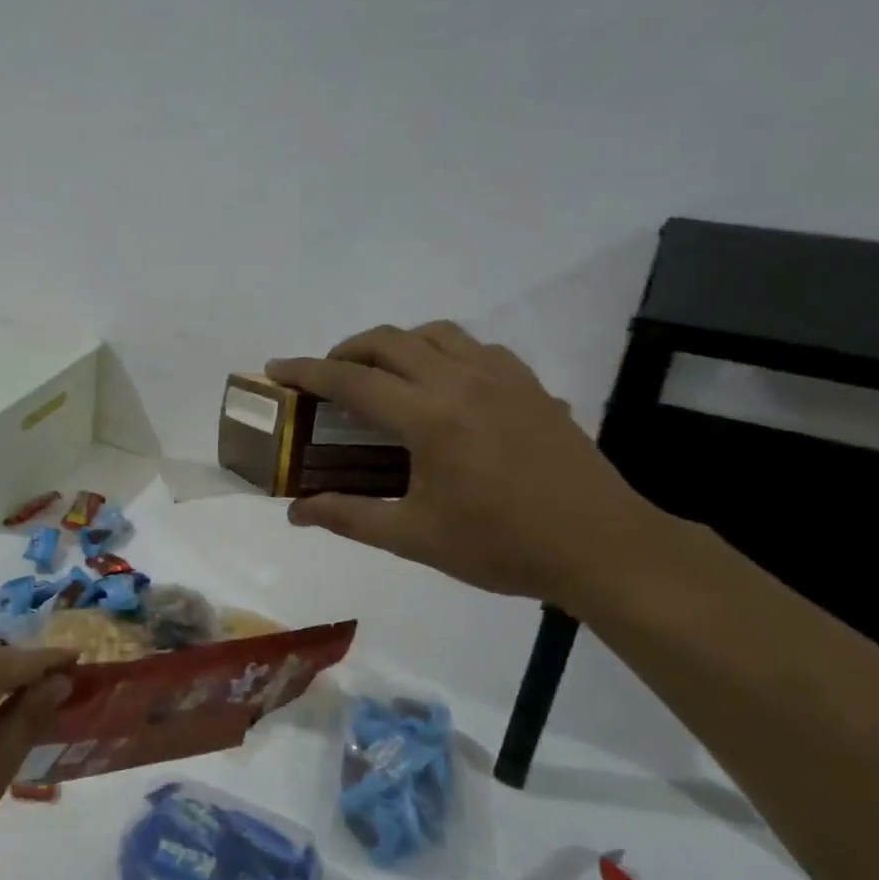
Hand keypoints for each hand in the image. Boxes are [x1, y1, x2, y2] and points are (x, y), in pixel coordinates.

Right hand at [267, 322, 667, 609]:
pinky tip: (442, 384)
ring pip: (434, 333)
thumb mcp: (414, 538)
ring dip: (395, 344)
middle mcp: (461, 381)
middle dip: (347, 350)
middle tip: (327, 378)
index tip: (276, 367)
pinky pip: (474, 346)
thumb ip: (349, 517)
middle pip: (389, 341)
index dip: (307, 371)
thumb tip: (295, 512)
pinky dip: (441, 351)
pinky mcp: (530, 383)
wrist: (602, 547)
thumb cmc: (501, 545)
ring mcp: (502, 376)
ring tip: (381, 375)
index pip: (351, 380)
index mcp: (429, 417)